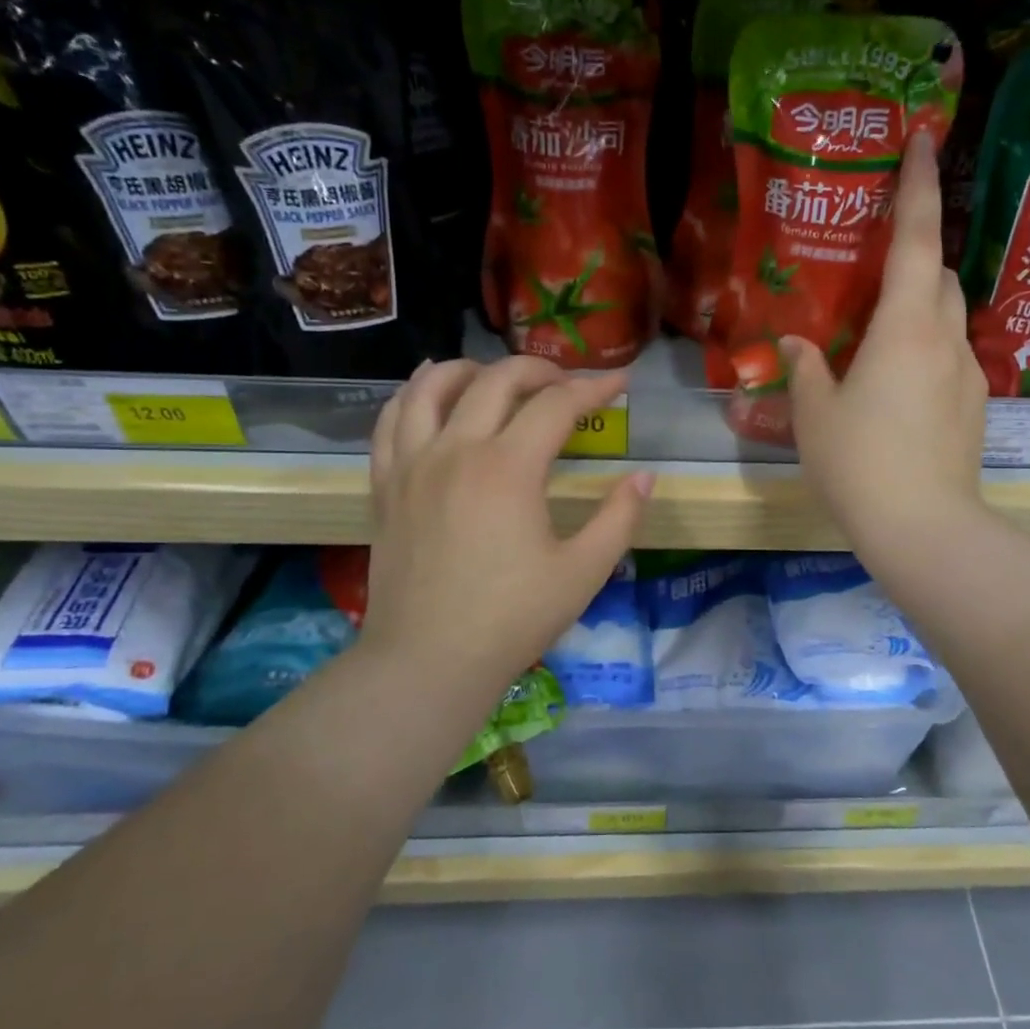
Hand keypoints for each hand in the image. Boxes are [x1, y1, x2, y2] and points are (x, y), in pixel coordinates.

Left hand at [361, 358, 652, 721]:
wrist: (427, 661)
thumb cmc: (511, 620)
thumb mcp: (583, 573)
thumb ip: (619, 518)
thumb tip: (644, 477)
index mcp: (509, 468)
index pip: (557, 405)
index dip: (594, 388)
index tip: (619, 383)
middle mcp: (457, 450)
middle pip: (496, 380)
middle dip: (539, 368)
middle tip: (566, 382)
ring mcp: (413, 464)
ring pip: (433, 386)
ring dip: (471, 368)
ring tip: (495, 375)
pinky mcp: (385, 485)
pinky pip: (391, 420)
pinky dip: (413, 394)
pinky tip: (428, 393)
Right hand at [783, 132, 988, 570]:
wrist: (923, 527)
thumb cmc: (859, 462)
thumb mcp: (814, 414)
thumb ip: (805, 368)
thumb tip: (795, 343)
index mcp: (905, 327)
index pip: (916, 237)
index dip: (919, 184)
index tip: (925, 138)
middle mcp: (945, 338)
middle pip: (938, 274)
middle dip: (914, 255)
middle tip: (875, 266)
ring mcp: (967, 374)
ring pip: (946, 317)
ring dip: (918, 308)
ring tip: (879, 334)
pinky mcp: (973, 406)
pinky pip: (949, 357)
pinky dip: (925, 350)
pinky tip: (896, 387)